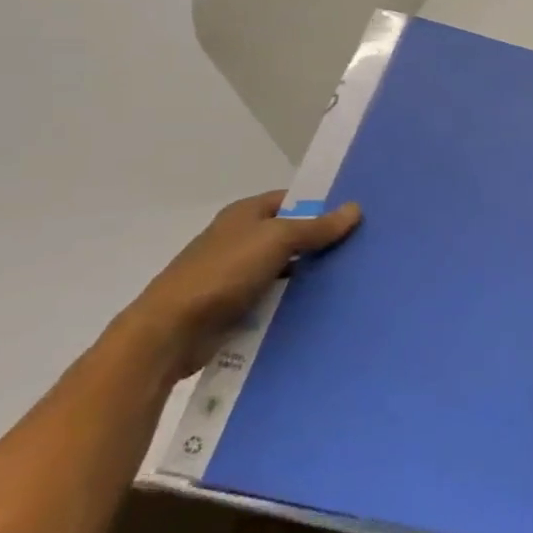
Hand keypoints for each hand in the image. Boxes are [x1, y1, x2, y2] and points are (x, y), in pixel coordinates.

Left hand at [117, 191, 360, 380]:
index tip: (355, 216)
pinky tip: (323, 307)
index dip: (321, 205)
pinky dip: (294, 300)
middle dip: (321, 241)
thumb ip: (316, 227)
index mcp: (243, 215)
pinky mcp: (235, 307)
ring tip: (352, 278)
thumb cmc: (223, 273)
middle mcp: (239, 240)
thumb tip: (355, 208)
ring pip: (285, 268)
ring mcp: (235, 275)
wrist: (170, 332)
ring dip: (310, 274)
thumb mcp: (277, 240)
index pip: (290, 200)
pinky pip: (274, 297)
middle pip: (290, 235)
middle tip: (362, 248)